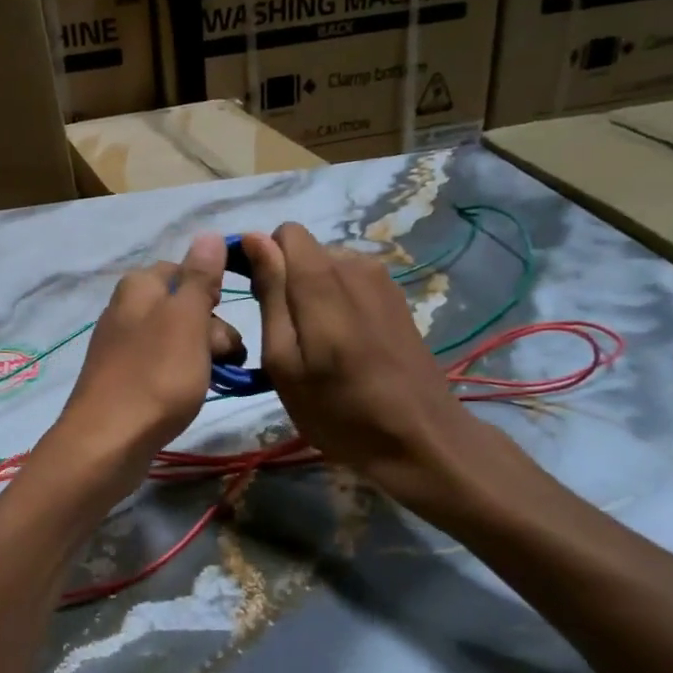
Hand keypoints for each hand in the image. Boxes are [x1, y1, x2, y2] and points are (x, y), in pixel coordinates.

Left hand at [50, 233, 233, 476]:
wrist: (107, 443)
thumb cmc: (154, 375)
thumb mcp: (186, 319)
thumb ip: (199, 277)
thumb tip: (207, 233)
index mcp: (138, 286)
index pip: (184, 269)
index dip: (212, 290)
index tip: (227, 316)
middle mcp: (126, 309)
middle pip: (183, 306)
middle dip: (211, 328)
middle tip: (223, 356)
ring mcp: (122, 346)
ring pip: (176, 339)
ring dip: (202, 355)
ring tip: (212, 381)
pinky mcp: (123, 379)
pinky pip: (162, 366)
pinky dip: (181, 376)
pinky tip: (189, 395)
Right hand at [242, 223, 523, 511]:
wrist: (420, 438)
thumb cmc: (339, 410)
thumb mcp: (285, 361)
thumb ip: (271, 294)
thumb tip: (252, 238)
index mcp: (323, 279)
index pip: (283, 233)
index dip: (265, 261)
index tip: (262, 303)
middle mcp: (355, 265)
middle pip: (304, 250)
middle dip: (287, 281)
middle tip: (290, 338)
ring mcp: (381, 279)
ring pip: (326, 265)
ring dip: (313, 294)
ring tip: (319, 345)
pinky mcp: (396, 296)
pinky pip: (350, 281)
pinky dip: (337, 303)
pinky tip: (346, 344)